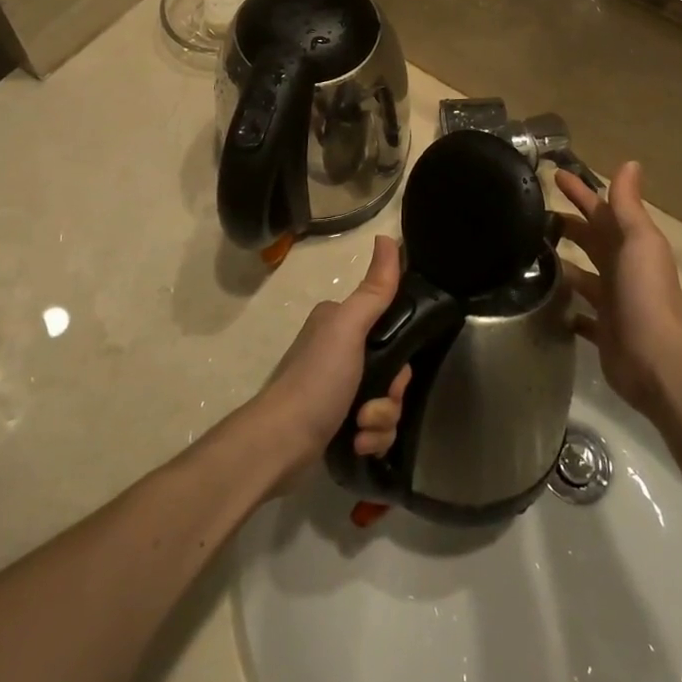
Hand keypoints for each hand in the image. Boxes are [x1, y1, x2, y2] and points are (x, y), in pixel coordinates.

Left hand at [254, 236, 410, 475]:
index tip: (394, 371)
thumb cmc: (316, 379)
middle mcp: (339, 352)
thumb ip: (375, 290)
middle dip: (390, 396)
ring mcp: (338, 390)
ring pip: (387, 404)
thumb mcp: (348, 328)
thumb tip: (386, 237)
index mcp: (341, 324)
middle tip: (373, 405)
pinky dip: (371, 439)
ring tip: (360, 429)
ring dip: (381, 421)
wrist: (280, 443)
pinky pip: (375, 430)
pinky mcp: (338, 424)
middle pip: (393, 372)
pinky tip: (356, 444)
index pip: (391, 331)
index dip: (401, 355)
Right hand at [554, 163, 681, 416]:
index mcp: (630, 244)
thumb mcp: (638, 240)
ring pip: (582, 275)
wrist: (655, 357)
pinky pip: (581, 314)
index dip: (580, 192)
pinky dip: (566, 308)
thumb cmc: (644, 292)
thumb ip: (628, 204)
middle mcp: (621, 268)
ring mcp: (612, 301)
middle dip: (567, 225)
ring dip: (563, 264)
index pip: (600, 210)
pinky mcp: (603, 330)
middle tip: (532, 215)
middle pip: (590, 240)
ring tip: (528, 254)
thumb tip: (630, 162)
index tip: (553, 175)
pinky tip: (545, 303)